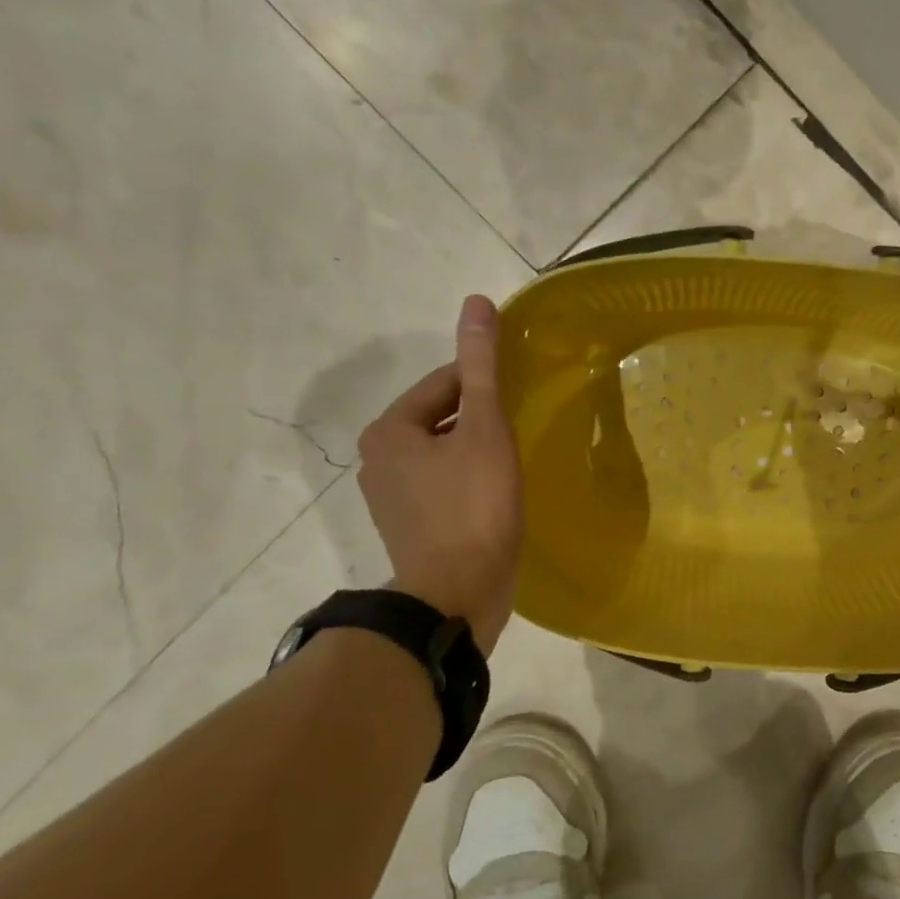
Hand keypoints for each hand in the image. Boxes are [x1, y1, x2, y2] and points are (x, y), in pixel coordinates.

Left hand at [357, 295, 523, 652]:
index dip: (486, 387)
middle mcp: (379, 459)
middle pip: (442, 419)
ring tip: (514, 466)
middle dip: (481, 422)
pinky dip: (470, 482)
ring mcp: (392, 498)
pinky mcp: (411, 527)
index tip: (520, 401)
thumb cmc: (473, 506)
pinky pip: (445, 486)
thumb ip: (481, 367)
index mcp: (388, 430)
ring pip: (445, 454)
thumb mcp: (484, 429)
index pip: (443, 384)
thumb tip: (475, 303)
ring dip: (478, 452)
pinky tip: (498, 496)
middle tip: (520, 435)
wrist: (458, 596)